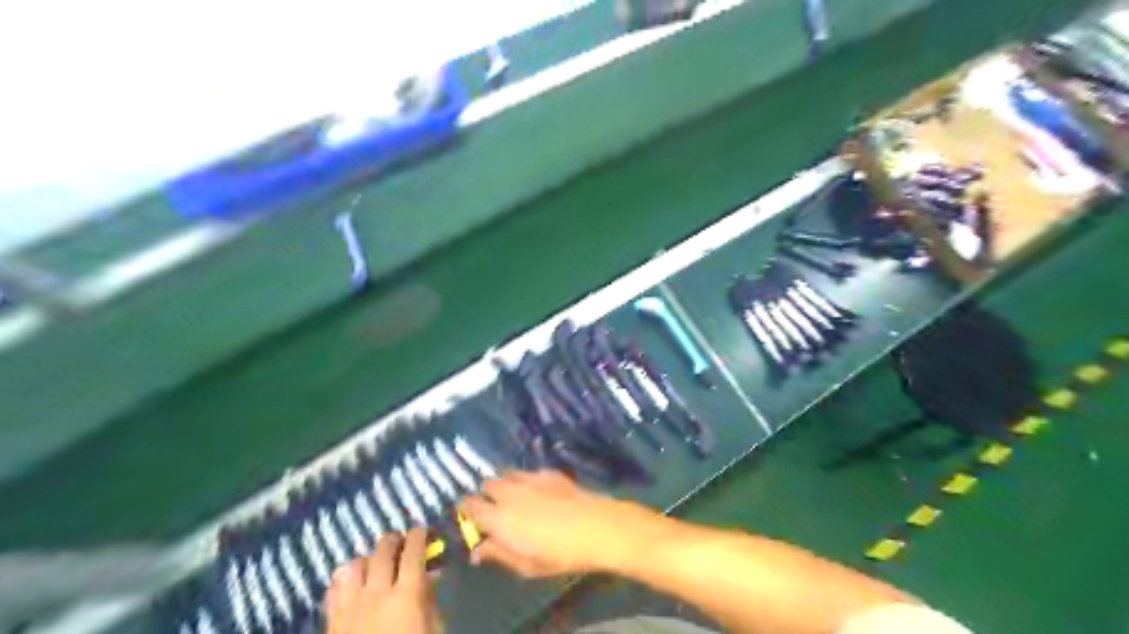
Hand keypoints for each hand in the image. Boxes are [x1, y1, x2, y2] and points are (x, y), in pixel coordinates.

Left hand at [326, 527, 439, 633]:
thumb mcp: (433, 629)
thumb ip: (430, 599)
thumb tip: (430, 575)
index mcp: (407, 594)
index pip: (413, 550)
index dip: (420, 535)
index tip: (424, 531)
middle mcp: (377, 592)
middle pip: (383, 549)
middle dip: (395, 540)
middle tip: (402, 542)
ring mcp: (351, 606)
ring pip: (355, 563)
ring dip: (369, 559)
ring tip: (376, 564)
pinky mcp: (332, 620)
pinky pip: (334, 587)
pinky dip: (346, 579)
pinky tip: (354, 585)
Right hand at [458, 470, 662, 578]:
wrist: (594, 526)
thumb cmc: (559, 554)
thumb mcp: (526, 565)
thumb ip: (499, 554)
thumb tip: (477, 550)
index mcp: (498, 517)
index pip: (470, 505)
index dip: (466, 509)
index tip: (470, 517)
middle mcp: (509, 492)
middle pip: (487, 484)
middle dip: (487, 494)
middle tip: (496, 509)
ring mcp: (529, 478)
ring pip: (506, 473)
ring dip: (505, 484)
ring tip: (515, 498)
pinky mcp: (548, 472)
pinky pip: (527, 472)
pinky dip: (525, 480)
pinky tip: (538, 492)